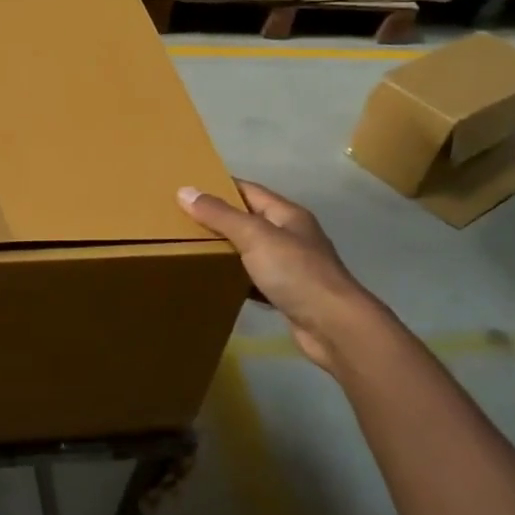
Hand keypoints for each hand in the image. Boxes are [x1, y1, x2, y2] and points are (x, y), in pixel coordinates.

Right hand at [179, 180, 376, 371]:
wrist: (333, 327)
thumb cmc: (295, 272)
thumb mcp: (254, 236)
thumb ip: (220, 215)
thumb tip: (185, 191)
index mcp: (287, 215)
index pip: (248, 190)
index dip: (220, 187)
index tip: (188, 189)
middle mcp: (291, 236)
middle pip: (249, 220)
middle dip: (218, 220)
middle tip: (181, 222)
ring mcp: (291, 266)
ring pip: (251, 251)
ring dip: (226, 250)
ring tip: (190, 250)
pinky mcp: (287, 294)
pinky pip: (254, 279)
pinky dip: (236, 279)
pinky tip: (215, 283)